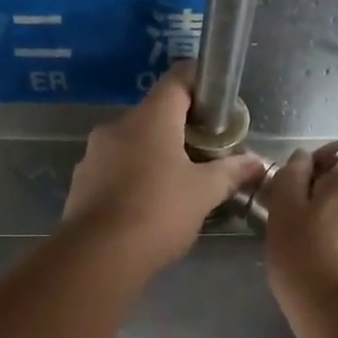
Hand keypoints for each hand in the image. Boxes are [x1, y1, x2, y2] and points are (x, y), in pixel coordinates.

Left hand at [60, 61, 264, 281]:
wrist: (98, 256)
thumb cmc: (157, 213)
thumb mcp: (204, 194)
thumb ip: (231, 172)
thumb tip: (256, 163)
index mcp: (150, 119)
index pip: (178, 80)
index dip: (201, 84)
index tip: (219, 105)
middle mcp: (117, 127)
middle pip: (155, 115)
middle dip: (181, 130)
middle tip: (205, 154)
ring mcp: (94, 155)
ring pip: (132, 144)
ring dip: (155, 156)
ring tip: (178, 185)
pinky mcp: (81, 183)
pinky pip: (114, 170)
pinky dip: (134, 178)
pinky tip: (148, 206)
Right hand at [262, 139, 337, 337]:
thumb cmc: (303, 259)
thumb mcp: (283, 210)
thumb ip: (289, 175)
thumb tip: (300, 159)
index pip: (335, 149)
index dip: (310, 165)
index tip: (292, 191)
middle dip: (322, 190)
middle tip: (297, 217)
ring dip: (331, 213)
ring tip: (309, 239)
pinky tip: (326, 255)